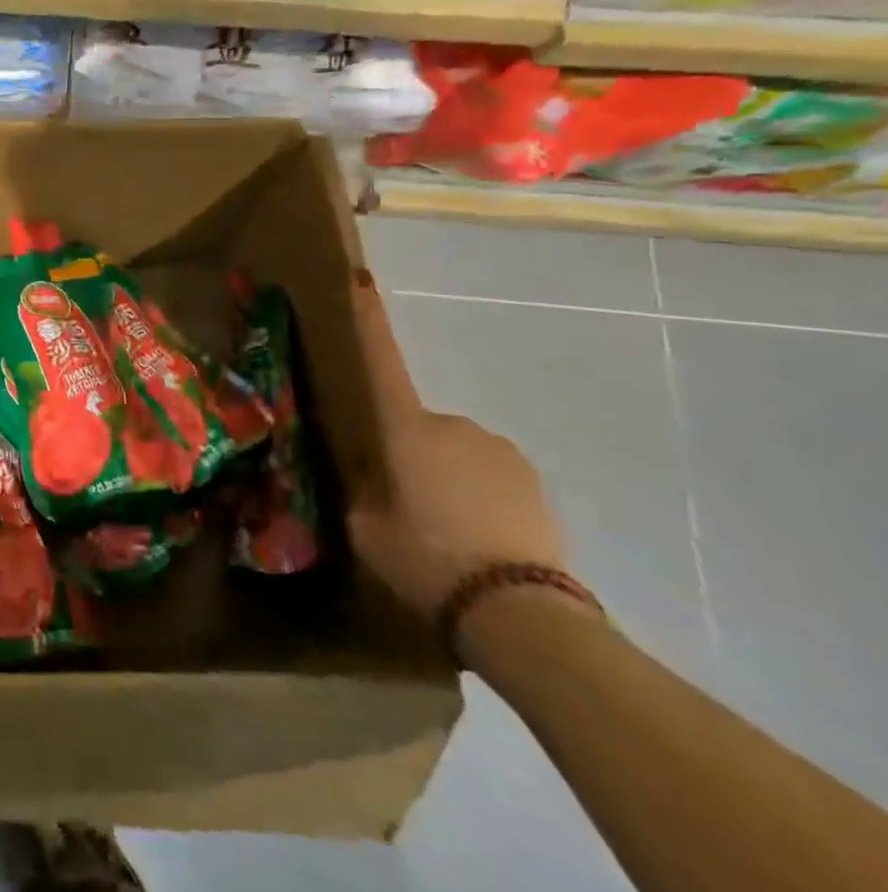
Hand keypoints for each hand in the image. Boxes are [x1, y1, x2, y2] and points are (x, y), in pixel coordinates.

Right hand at [345, 278, 565, 621]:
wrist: (521, 611)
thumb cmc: (426, 559)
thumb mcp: (364, 528)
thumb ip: (360, 490)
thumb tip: (366, 475)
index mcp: (406, 427)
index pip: (381, 361)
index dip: (368, 321)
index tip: (362, 280)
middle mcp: (452, 424)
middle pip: (417, 424)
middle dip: (408, 450)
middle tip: (402, 501)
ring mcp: (498, 449)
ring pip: (455, 451)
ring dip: (445, 474)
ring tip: (445, 529)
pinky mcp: (532, 480)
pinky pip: (489, 475)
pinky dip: (478, 495)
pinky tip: (478, 538)